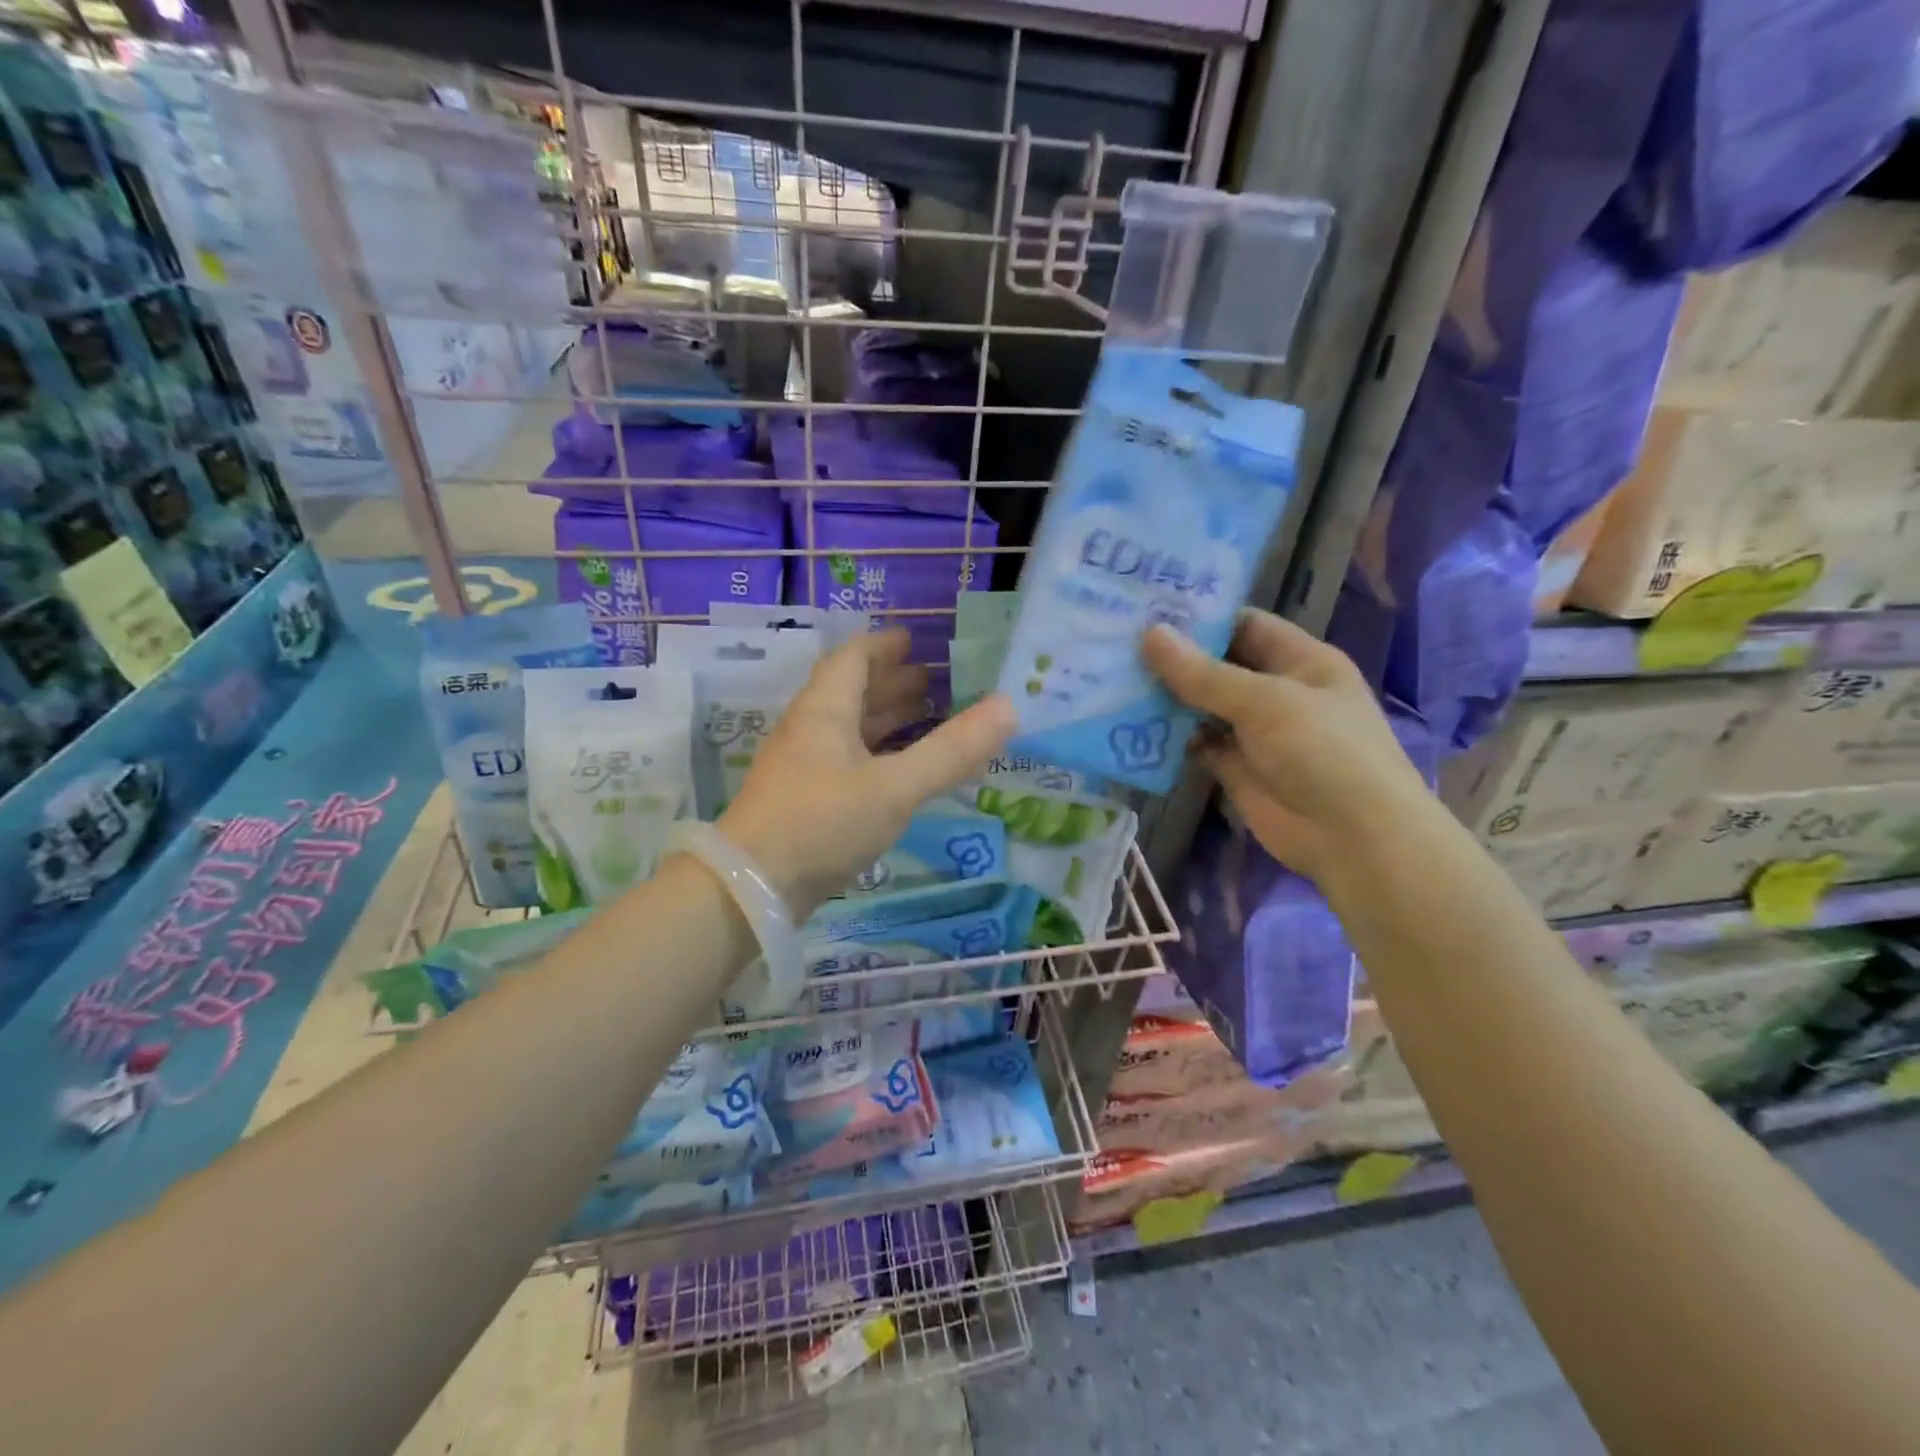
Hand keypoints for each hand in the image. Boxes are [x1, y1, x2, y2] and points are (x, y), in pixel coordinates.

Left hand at [717, 629, 1016, 914]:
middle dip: (890, 683)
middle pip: (849, 692)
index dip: (883, 647)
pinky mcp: (802, 802)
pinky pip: (845, 761)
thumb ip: (951, 750)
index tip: (914, 641)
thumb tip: (1008, 706)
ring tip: (923, 717)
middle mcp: (808, 731)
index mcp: (824, 711)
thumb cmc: (822, 824)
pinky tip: (896, 771)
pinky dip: (875, 754)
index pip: (851, 659)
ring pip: (847, 729)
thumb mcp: (894, 787)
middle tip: (932, 681)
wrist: (750, 889)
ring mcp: (801, 768)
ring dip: (883, 718)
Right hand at [1141, 610, 1434, 884]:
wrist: (1354, 840)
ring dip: (1165, 696)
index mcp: (1300, 661)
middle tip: (1115, 641)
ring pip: (1202, 705)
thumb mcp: (1265, 703)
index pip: (1244, 625)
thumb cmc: (1324, 753)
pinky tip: (1130, 725)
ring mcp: (1254, 732)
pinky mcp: (1235, 768)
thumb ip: (1203, 674)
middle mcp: (1276, 691)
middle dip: (1173, 657)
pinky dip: (1169, 737)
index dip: (1200, 616)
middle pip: (1217, 665)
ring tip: (1111, 678)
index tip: (1147, 609)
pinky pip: (1196, 744)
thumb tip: (1149, 635)